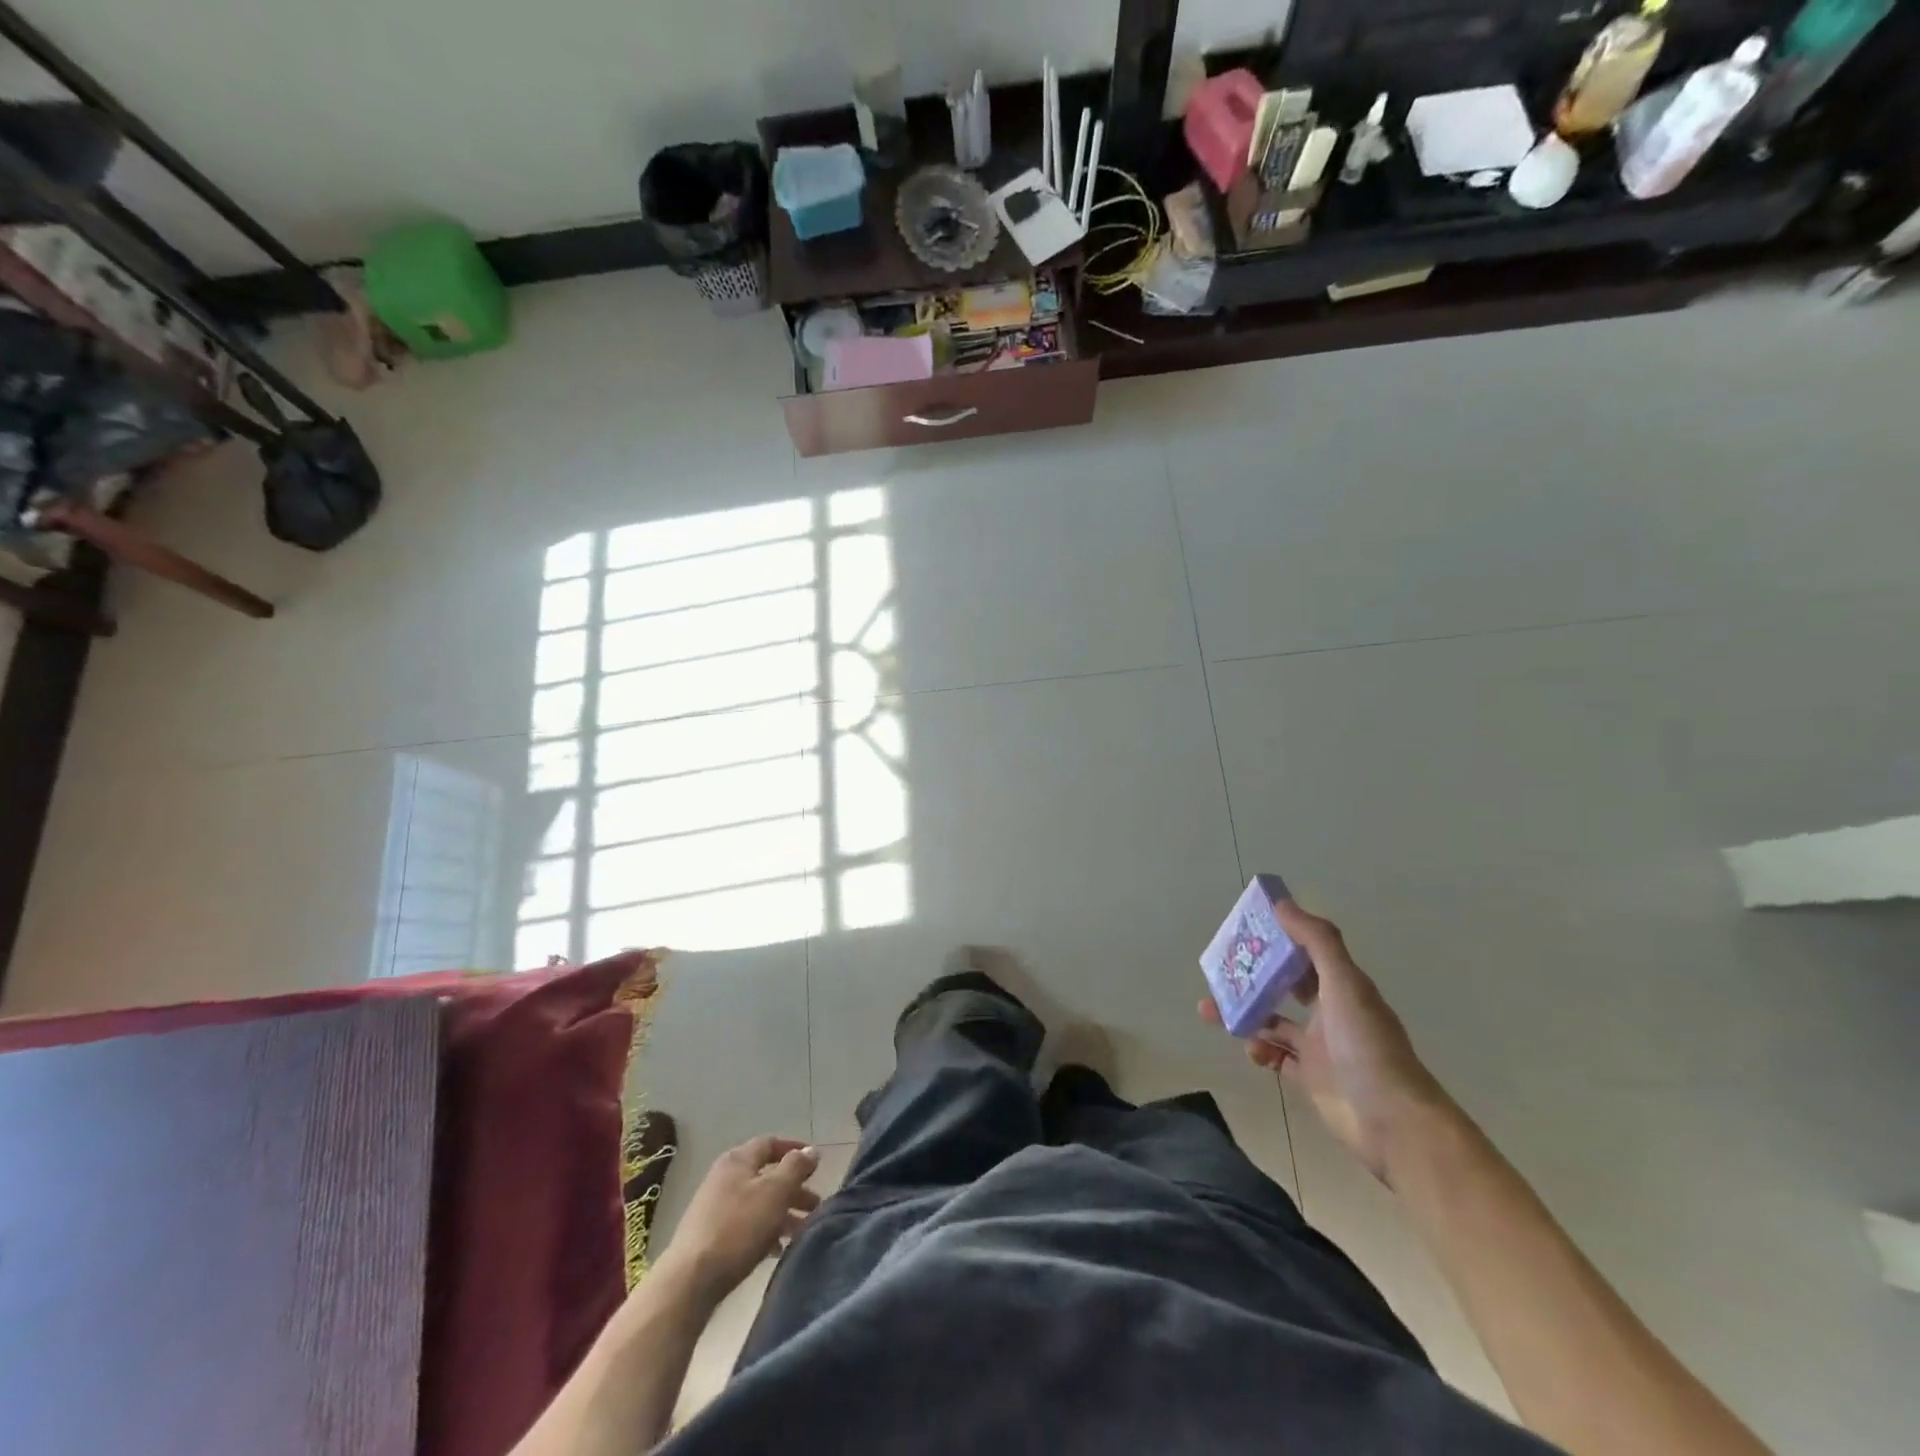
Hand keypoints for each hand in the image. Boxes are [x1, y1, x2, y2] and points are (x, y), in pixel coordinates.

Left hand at [656, 1137, 820, 1302]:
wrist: (690, 1281)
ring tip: (802, 1231)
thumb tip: (810, 1150)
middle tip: (815, 1206)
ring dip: (782, 1213)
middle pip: (766, 1176)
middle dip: (793, 1189)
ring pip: (757, 1202)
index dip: (794, 1150)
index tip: (816, 1164)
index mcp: (738, 1160)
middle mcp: (724, 1177)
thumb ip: (795, 1168)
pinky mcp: (710, 1236)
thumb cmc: (738, 1228)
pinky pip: (745, 1225)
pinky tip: (776, 1249)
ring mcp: (714, 1207)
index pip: (770, 1143)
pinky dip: (764, 1231)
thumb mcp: (775, 1192)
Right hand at [1199, 899, 1454, 1185]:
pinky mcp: (1310, 1080)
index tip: (1247, 929)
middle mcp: (1331, 1013)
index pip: (1306, 953)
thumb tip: (1281, 904)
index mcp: (1342, 987)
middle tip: (1221, 970)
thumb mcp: (1344, 984)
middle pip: (1286, 986)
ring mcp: (1320, 1048)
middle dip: (1254, 977)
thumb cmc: (1367, 1046)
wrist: (1393, 1123)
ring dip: (1245, 1014)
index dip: (1280, 939)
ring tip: (1210, 1010)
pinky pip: (1276, 1058)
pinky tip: (1249, 1049)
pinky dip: (1259, 1051)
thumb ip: (1316, 942)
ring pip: (1273, 1022)